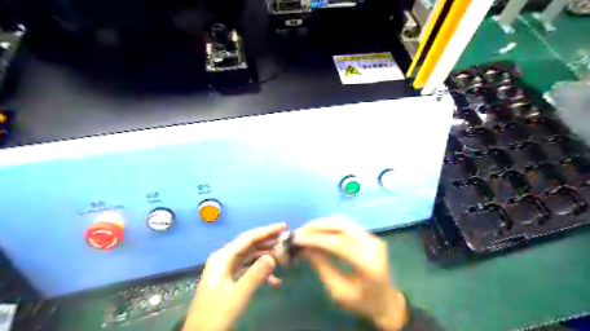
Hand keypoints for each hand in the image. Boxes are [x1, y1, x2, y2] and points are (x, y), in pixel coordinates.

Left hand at [184, 222, 287, 330]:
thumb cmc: (216, 315)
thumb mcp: (238, 295)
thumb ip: (255, 275)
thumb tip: (272, 257)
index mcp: (223, 257)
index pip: (248, 238)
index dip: (267, 231)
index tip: (284, 226)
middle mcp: (224, 259)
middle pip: (250, 245)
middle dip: (268, 242)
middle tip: (287, 240)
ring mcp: (226, 269)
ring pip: (250, 256)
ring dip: (266, 256)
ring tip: (284, 258)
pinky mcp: (230, 280)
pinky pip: (248, 269)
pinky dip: (261, 272)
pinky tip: (275, 280)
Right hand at [292, 217, 408, 330]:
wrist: (386, 301)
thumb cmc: (362, 302)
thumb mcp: (339, 291)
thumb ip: (322, 267)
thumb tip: (305, 248)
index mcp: (367, 264)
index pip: (338, 243)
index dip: (316, 238)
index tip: (297, 239)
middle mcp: (372, 245)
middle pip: (341, 225)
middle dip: (317, 226)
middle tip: (299, 232)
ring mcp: (372, 237)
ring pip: (343, 221)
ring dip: (322, 223)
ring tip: (306, 230)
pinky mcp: (369, 235)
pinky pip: (346, 225)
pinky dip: (330, 225)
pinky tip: (318, 231)